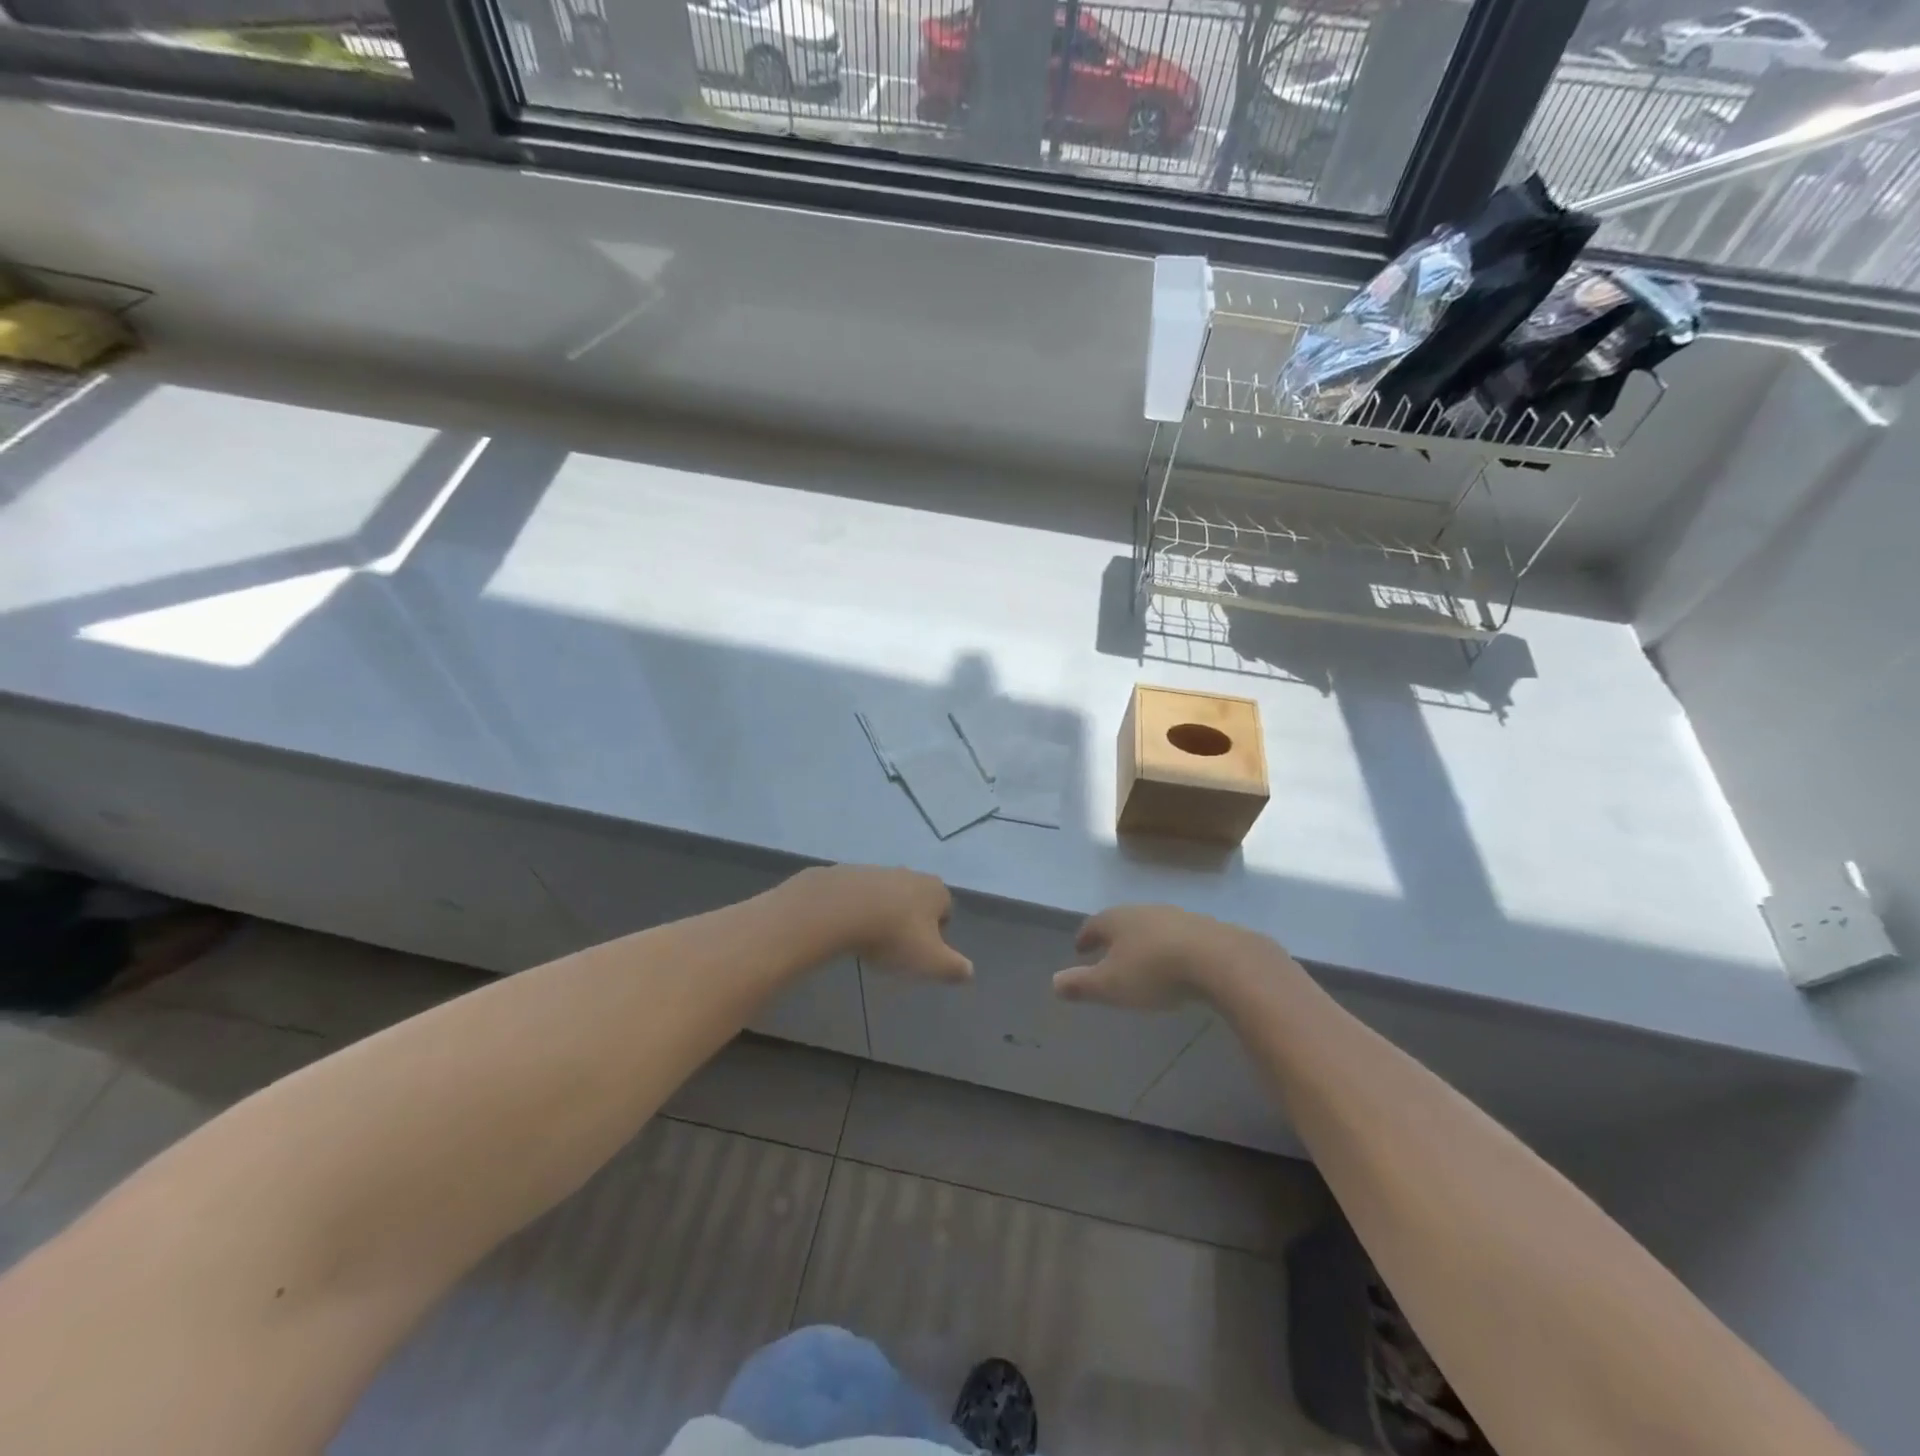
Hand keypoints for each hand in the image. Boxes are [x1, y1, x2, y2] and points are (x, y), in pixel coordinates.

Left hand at [792, 865, 971, 982]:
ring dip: (883, 913)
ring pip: (888, 896)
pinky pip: (859, 895)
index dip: (938, 933)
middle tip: (897, 947)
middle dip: (911, 920)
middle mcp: (910, 874)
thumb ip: (954, 968)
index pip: (946, 910)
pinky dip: (857, 908)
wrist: (839, 908)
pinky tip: (848, 927)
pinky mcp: (849, 873)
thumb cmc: (894, 935)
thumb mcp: (930, 961)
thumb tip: (969, 972)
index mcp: (935, 891)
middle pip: (917, 900)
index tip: (923, 953)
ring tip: (870, 940)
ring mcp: (878, 870)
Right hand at [1053, 904, 1273, 1009]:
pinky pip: (1179, 937)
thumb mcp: (1111, 985)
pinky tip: (1176, 963)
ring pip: (1152, 927)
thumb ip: (1081, 984)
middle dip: (1114, 937)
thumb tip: (1053, 982)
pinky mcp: (1205, 928)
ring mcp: (1177, 916)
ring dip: (1144, 941)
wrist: (1219, 960)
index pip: (1093, 925)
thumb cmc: (1154, 972)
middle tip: (1108, 953)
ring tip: (1142, 959)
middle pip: (1123, 921)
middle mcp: (1144, 911)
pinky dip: (1171, 948)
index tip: (1079, 948)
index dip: (1085, 937)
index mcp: (1117, 919)